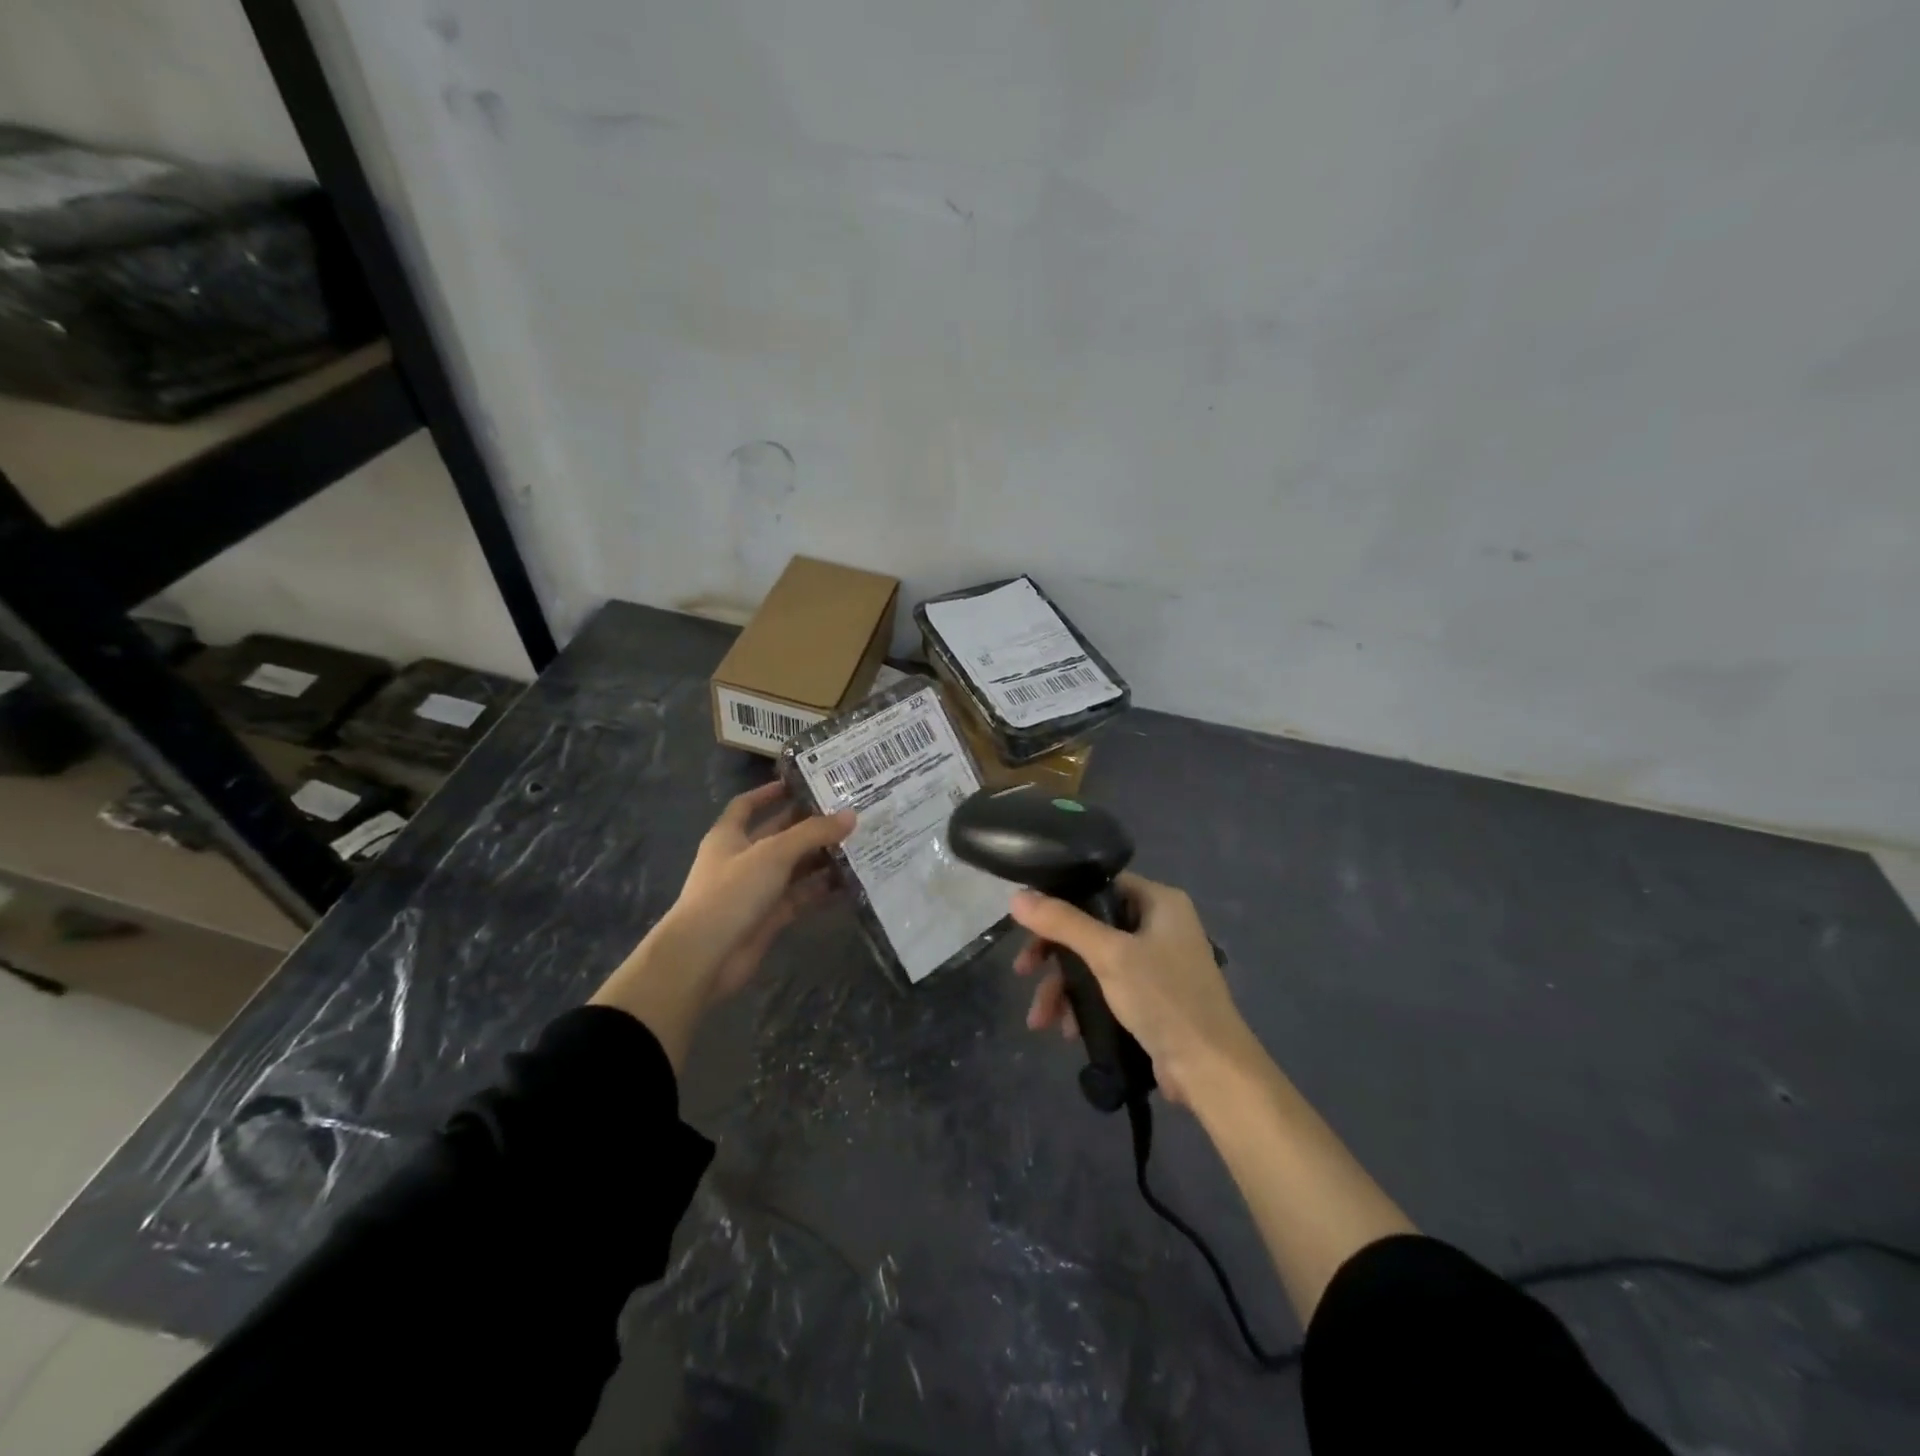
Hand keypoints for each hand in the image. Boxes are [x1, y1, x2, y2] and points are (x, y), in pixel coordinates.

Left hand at [667, 781, 857, 999]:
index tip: (803, 783)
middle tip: (847, 812)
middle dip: (809, 825)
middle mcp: (742, 859)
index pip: (748, 805)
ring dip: (821, 857)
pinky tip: (850, 880)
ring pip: (793, 867)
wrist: (705, 956)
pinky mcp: (769, 917)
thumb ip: (812, 833)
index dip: (770, 792)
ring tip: (858, 843)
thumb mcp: (773, 853)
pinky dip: (821, 889)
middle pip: (778, 835)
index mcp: (729, 836)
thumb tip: (850, 815)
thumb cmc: (732, 892)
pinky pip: (800, 896)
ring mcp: (756, 890)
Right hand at [1010, 873, 1260, 1107]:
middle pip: (1091, 925)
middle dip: (1055, 955)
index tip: (1028, 921)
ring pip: (1095, 961)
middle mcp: (1160, 925)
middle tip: (1023, 971)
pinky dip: (1085, 1003)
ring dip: (1064, 988)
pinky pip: (1108, 987)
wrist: (1211, 1070)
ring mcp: (1158, 962)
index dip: (1061, 898)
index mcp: (1160, 902)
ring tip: (1040, 1019)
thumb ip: (1063, 923)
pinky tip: (1067, 1030)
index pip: (1100, 883)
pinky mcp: (1153, 996)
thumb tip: (1016, 897)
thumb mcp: (1109, 955)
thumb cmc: (1164, 998)